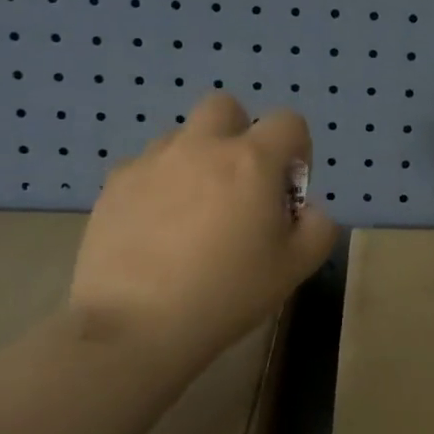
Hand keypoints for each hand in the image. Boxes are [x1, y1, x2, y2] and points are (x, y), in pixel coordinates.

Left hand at [69, 92, 337, 361]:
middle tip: (238, 183)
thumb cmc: (227, 293)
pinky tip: (156, 228)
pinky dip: (159, 184)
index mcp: (251, 161)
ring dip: (197, 159)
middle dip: (239, 133)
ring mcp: (152, 161)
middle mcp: (201, 147)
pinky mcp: (115, 184)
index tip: (286, 189)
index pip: (288, 122)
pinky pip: (146, 166)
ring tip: (193, 211)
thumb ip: (318, 227)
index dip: (297, 149)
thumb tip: (305, 209)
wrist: (136, 326)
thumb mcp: (296, 268)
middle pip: (225, 107)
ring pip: (182, 137)